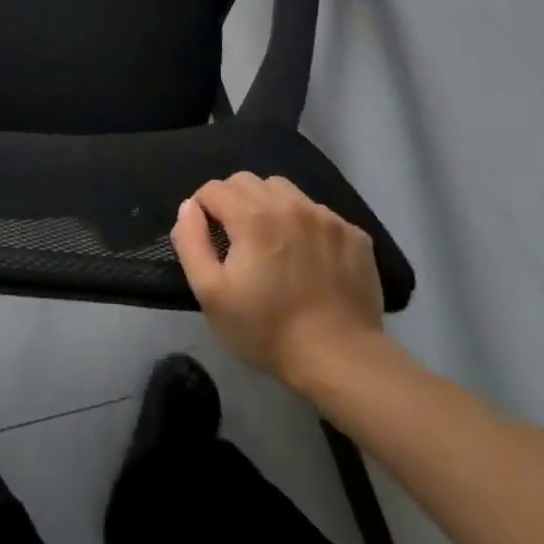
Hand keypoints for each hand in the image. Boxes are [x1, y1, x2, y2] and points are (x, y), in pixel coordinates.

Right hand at [169, 172, 385, 397]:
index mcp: (252, 216)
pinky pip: (318, 213)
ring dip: (268, 206)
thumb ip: (190, 241)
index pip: (214, 188)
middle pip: (247, 182)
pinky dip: (304, 225)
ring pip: (284, 191)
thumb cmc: (267, 329)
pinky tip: (308, 258)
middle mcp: (290, 205)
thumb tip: (189, 207)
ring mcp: (326, 218)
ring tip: (272, 242)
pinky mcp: (354, 235)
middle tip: (236, 239)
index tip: (207, 238)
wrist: (340, 361)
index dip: (202, 209)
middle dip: (232, 202)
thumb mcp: (210, 293)